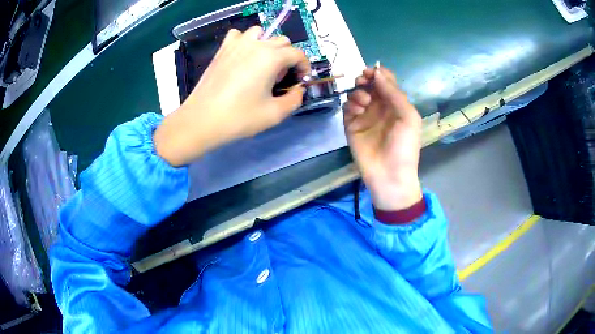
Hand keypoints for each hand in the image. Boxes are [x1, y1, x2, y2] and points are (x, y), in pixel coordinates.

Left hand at [154, 26, 309, 166]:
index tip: (300, 80)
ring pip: (261, 32)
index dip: (304, 66)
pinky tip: (243, 56)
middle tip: (280, 78)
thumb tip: (298, 90)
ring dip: (268, 44)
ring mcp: (236, 45)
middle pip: (282, 41)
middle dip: (287, 57)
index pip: (297, 53)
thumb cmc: (239, 118)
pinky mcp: (222, 50)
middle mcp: (256, 45)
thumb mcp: (274, 114)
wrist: (202, 120)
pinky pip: (238, 35)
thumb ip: (294, 99)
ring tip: (262, 64)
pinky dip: (245, 41)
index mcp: (271, 58)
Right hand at [343, 67, 422, 210]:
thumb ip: (394, 93)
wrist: (390, 174)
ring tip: (364, 103)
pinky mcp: (351, 125)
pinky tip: (357, 111)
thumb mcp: (408, 117)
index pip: (385, 81)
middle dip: (364, 78)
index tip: (372, 72)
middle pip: (368, 84)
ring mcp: (365, 115)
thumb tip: (376, 72)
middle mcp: (380, 106)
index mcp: (395, 103)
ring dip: (358, 92)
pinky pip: (347, 107)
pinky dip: (350, 104)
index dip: (378, 73)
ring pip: (356, 93)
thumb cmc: (404, 146)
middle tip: (363, 81)